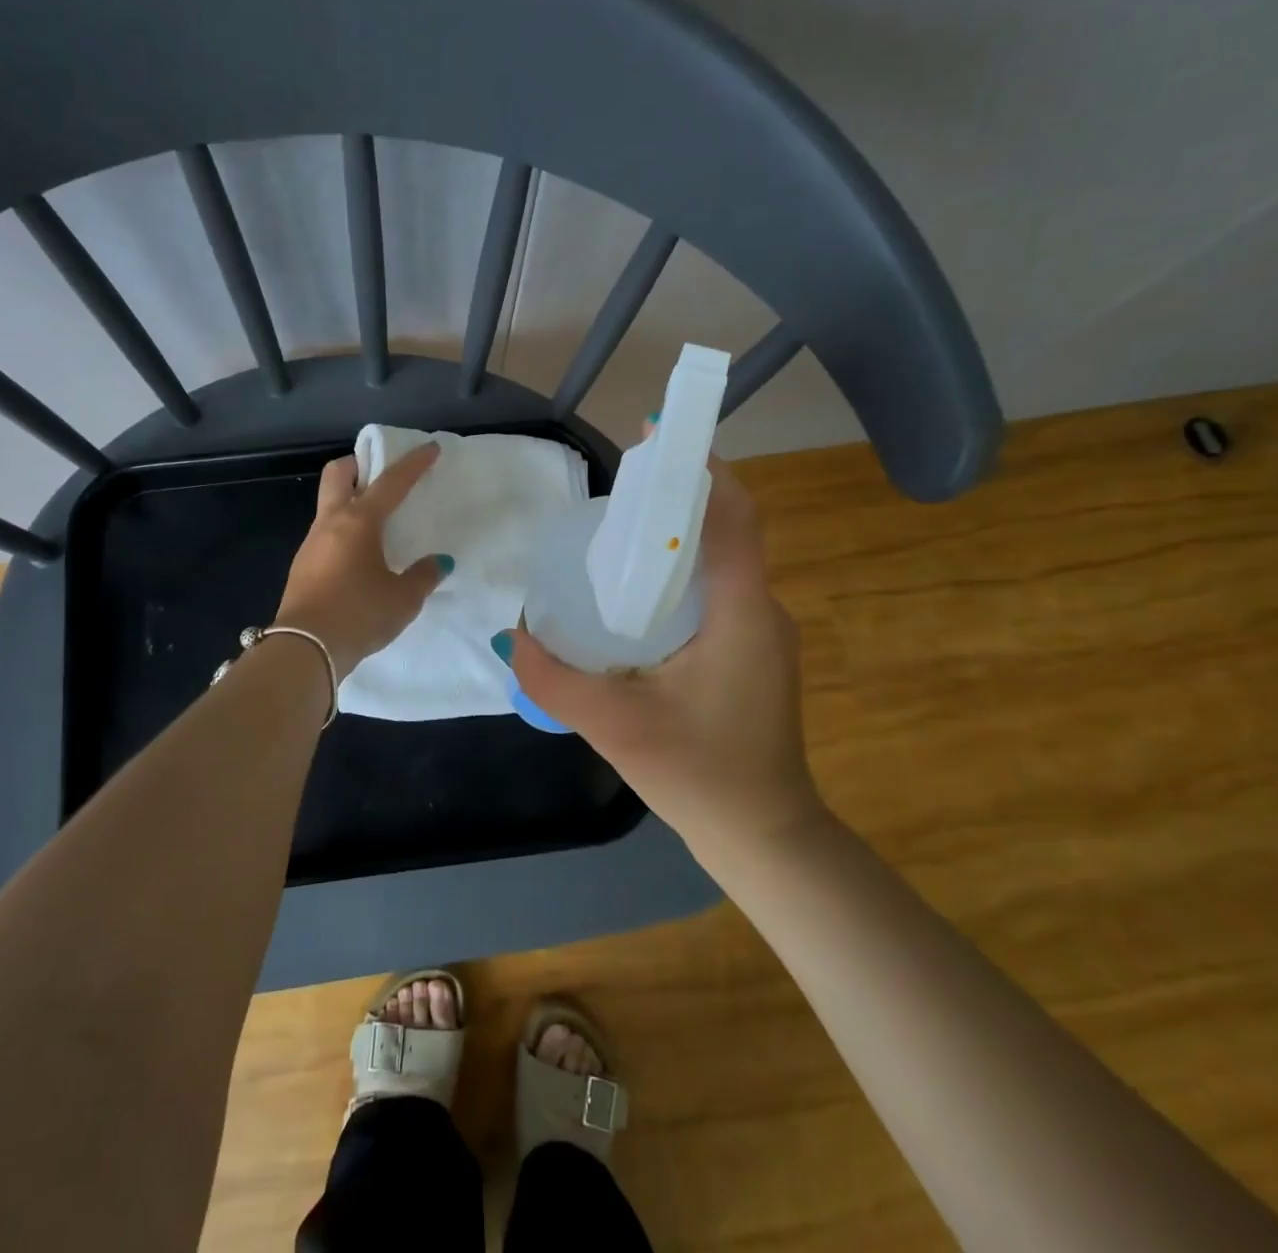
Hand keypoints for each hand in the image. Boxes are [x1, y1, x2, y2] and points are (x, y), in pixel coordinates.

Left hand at [275, 443, 450, 677]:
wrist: (304, 649)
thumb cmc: (359, 615)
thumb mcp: (403, 599)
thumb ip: (424, 576)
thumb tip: (439, 562)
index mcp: (360, 522)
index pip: (391, 482)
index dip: (413, 463)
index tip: (429, 447)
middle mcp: (331, 523)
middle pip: (338, 474)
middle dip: (360, 464)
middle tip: (381, 475)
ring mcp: (312, 543)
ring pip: (329, 504)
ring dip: (351, 500)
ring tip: (377, 522)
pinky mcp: (302, 565)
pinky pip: (325, 532)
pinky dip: (343, 530)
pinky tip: (360, 555)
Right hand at [499, 460, 823, 858]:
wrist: (766, 837)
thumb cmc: (701, 776)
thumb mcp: (615, 727)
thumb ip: (555, 679)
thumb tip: (512, 635)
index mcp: (741, 614)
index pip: (733, 519)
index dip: (701, 470)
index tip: (658, 439)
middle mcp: (761, 611)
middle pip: (725, 532)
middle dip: (677, 499)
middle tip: (619, 490)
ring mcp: (762, 633)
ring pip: (722, 562)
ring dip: (678, 538)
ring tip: (620, 533)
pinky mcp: (753, 653)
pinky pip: (717, 592)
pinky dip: (681, 574)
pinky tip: (637, 595)